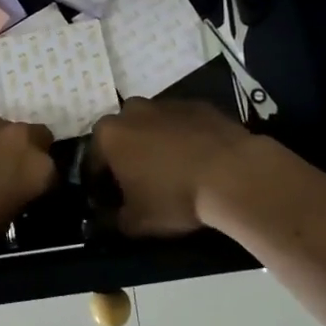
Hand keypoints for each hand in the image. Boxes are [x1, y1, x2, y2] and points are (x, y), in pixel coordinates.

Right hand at [91, 97, 254, 236]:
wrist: (232, 174)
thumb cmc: (174, 196)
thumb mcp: (136, 222)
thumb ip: (113, 220)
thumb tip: (107, 219)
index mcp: (108, 135)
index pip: (92, 161)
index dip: (100, 185)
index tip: (111, 202)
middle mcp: (131, 110)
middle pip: (122, 137)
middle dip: (127, 158)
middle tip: (142, 185)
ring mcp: (166, 103)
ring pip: (151, 126)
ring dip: (155, 144)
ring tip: (173, 172)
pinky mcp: (197, 104)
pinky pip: (181, 123)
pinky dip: (183, 138)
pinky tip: (197, 160)